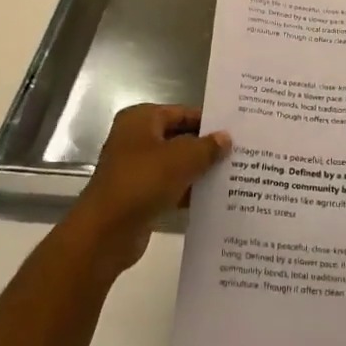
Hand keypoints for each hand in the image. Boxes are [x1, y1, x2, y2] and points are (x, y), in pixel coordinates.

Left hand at [63, 104, 228, 281]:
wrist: (105, 232)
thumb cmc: (143, 181)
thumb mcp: (182, 158)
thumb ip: (207, 147)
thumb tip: (225, 138)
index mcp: (141, 119)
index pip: (183, 112)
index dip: (209, 121)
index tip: (236, 131)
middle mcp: (136, 139)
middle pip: (179, 138)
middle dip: (206, 147)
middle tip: (239, 153)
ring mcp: (136, 168)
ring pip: (176, 164)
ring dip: (199, 171)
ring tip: (233, 175)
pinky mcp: (139, 195)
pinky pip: (170, 187)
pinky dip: (188, 191)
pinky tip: (213, 199)